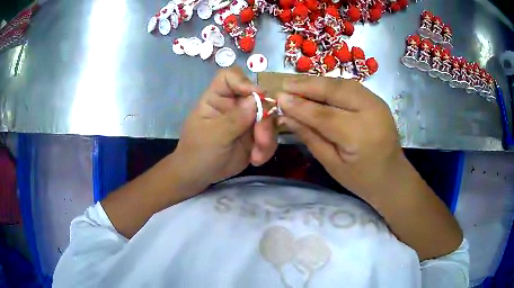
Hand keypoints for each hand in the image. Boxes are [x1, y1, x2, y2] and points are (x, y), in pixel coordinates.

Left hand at [173, 67, 276, 192]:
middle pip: (258, 98)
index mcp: (217, 98)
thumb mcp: (213, 136)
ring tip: (257, 156)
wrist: (198, 176)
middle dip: (264, 119)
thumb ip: (234, 119)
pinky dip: (266, 148)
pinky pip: (269, 136)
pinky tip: (256, 160)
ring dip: (267, 138)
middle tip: (261, 139)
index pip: (230, 77)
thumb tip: (257, 99)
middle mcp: (234, 105)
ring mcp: (246, 120)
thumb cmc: (197, 152)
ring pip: (268, 118)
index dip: (244, 81)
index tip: (257, 95)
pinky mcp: (254, 136)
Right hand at [277, 77, 403, 200]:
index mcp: (360, 135)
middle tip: (284, 85)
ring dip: (318, 81)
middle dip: (307, 85)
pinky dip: (331, 84)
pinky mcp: (377, 99)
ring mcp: (377, 102)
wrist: (393, 177)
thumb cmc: (361, 179)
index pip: (323, 114)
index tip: (278, 97)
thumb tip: (286, 116)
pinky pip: (350, 86)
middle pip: (334, 90)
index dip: (299, 105)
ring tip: (296, 84)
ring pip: (342, 83)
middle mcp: (371, 112)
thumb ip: (310, 137)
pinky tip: (317, 87)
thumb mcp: (332, 164)